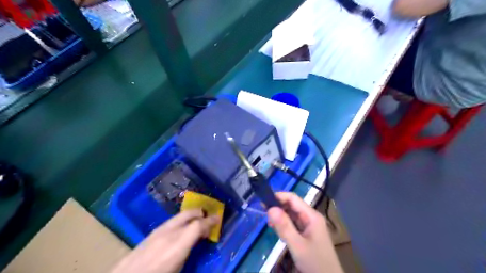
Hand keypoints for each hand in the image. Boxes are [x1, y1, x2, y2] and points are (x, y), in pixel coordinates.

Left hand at [111, 209, 217, 272]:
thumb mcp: (178, 270)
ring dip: (190, 216)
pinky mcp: (151, 234)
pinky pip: (171, 222)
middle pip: (188, 214)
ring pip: (179, 216)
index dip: (210, 221)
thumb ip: (188, 252)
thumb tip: (196, 241)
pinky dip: (180, 222)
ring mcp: (158, 231)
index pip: (198, 225)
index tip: (218, 218)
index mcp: (177, 245)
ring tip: (195, 223)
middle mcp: (169, 233)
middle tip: (207, 217)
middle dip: (200, 213)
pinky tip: (180, 230)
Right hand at [268, 192, 342, 272]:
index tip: (263, 201)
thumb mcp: (298, 245)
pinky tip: (278, 230)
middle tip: (264, 214)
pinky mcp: (307, 234)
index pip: (293, 198)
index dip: (278, 197)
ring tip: (269, 224)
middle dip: (278, 207)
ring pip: (292, 215)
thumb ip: (284, 227)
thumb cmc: (315, 263)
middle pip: (292, 205)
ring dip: (280, 217)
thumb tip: (270, 208)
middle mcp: (311, 217)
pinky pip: (293, 224)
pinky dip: (284, 225)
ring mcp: (309, 226)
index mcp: (312, 216)